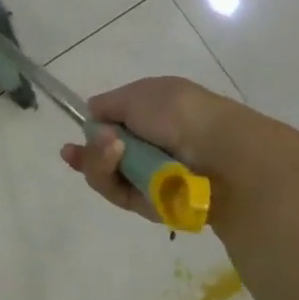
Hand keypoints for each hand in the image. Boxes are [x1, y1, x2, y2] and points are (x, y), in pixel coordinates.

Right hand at [58, 76, 298, 230]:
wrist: (222, 156)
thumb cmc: (181, 115)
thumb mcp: (137, 95)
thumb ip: (108, 105)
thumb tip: (93, 115)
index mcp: (155, 115)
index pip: (114, 125)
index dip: (93, 130)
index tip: (77, 135)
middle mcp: (153, 147)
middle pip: (104, 155)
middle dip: (89, 152)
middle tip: (76, 150)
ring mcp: (152, 177)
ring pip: (107, 176)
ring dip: (99, 162)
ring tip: (111, 150)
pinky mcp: (153, 205)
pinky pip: (120, 195)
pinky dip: (113, 179)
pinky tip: (118, 162)